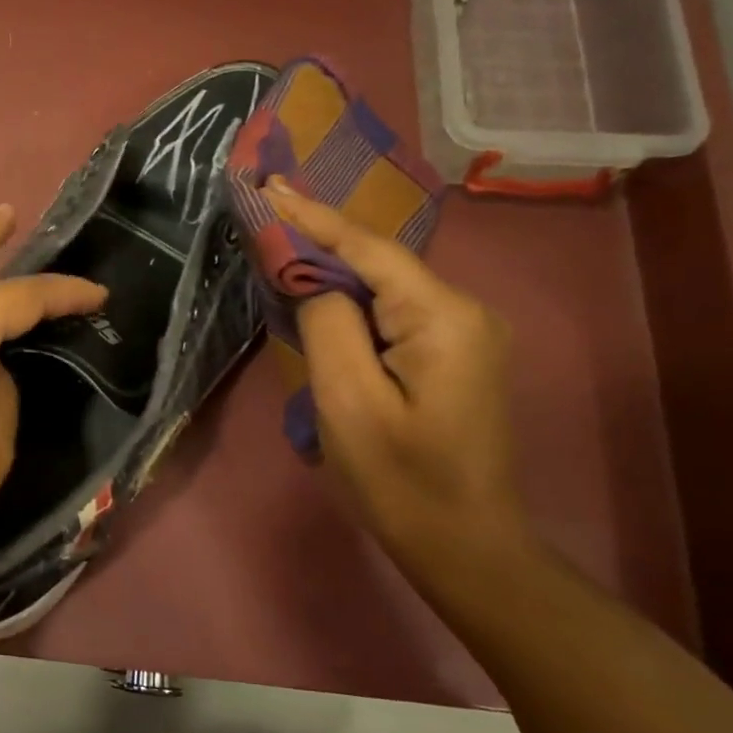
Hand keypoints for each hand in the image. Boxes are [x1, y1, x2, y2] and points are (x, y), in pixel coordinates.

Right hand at [265, 181, 530, 574]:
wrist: (464, 546)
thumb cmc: (400, 481)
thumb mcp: (348, 402)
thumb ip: (328, 324)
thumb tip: (316, 281)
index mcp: (444, 318)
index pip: (369, 250)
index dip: (315, 217)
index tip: (269, 187)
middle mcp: (464, 312)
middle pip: (380, 262)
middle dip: (321, 238)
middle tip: (267, 209)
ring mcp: (464, 334)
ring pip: (386, 288)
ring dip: (334, 271)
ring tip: (283, 244)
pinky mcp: (454, 356)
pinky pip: (394, 314)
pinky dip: (353, 302)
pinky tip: (320, 296)